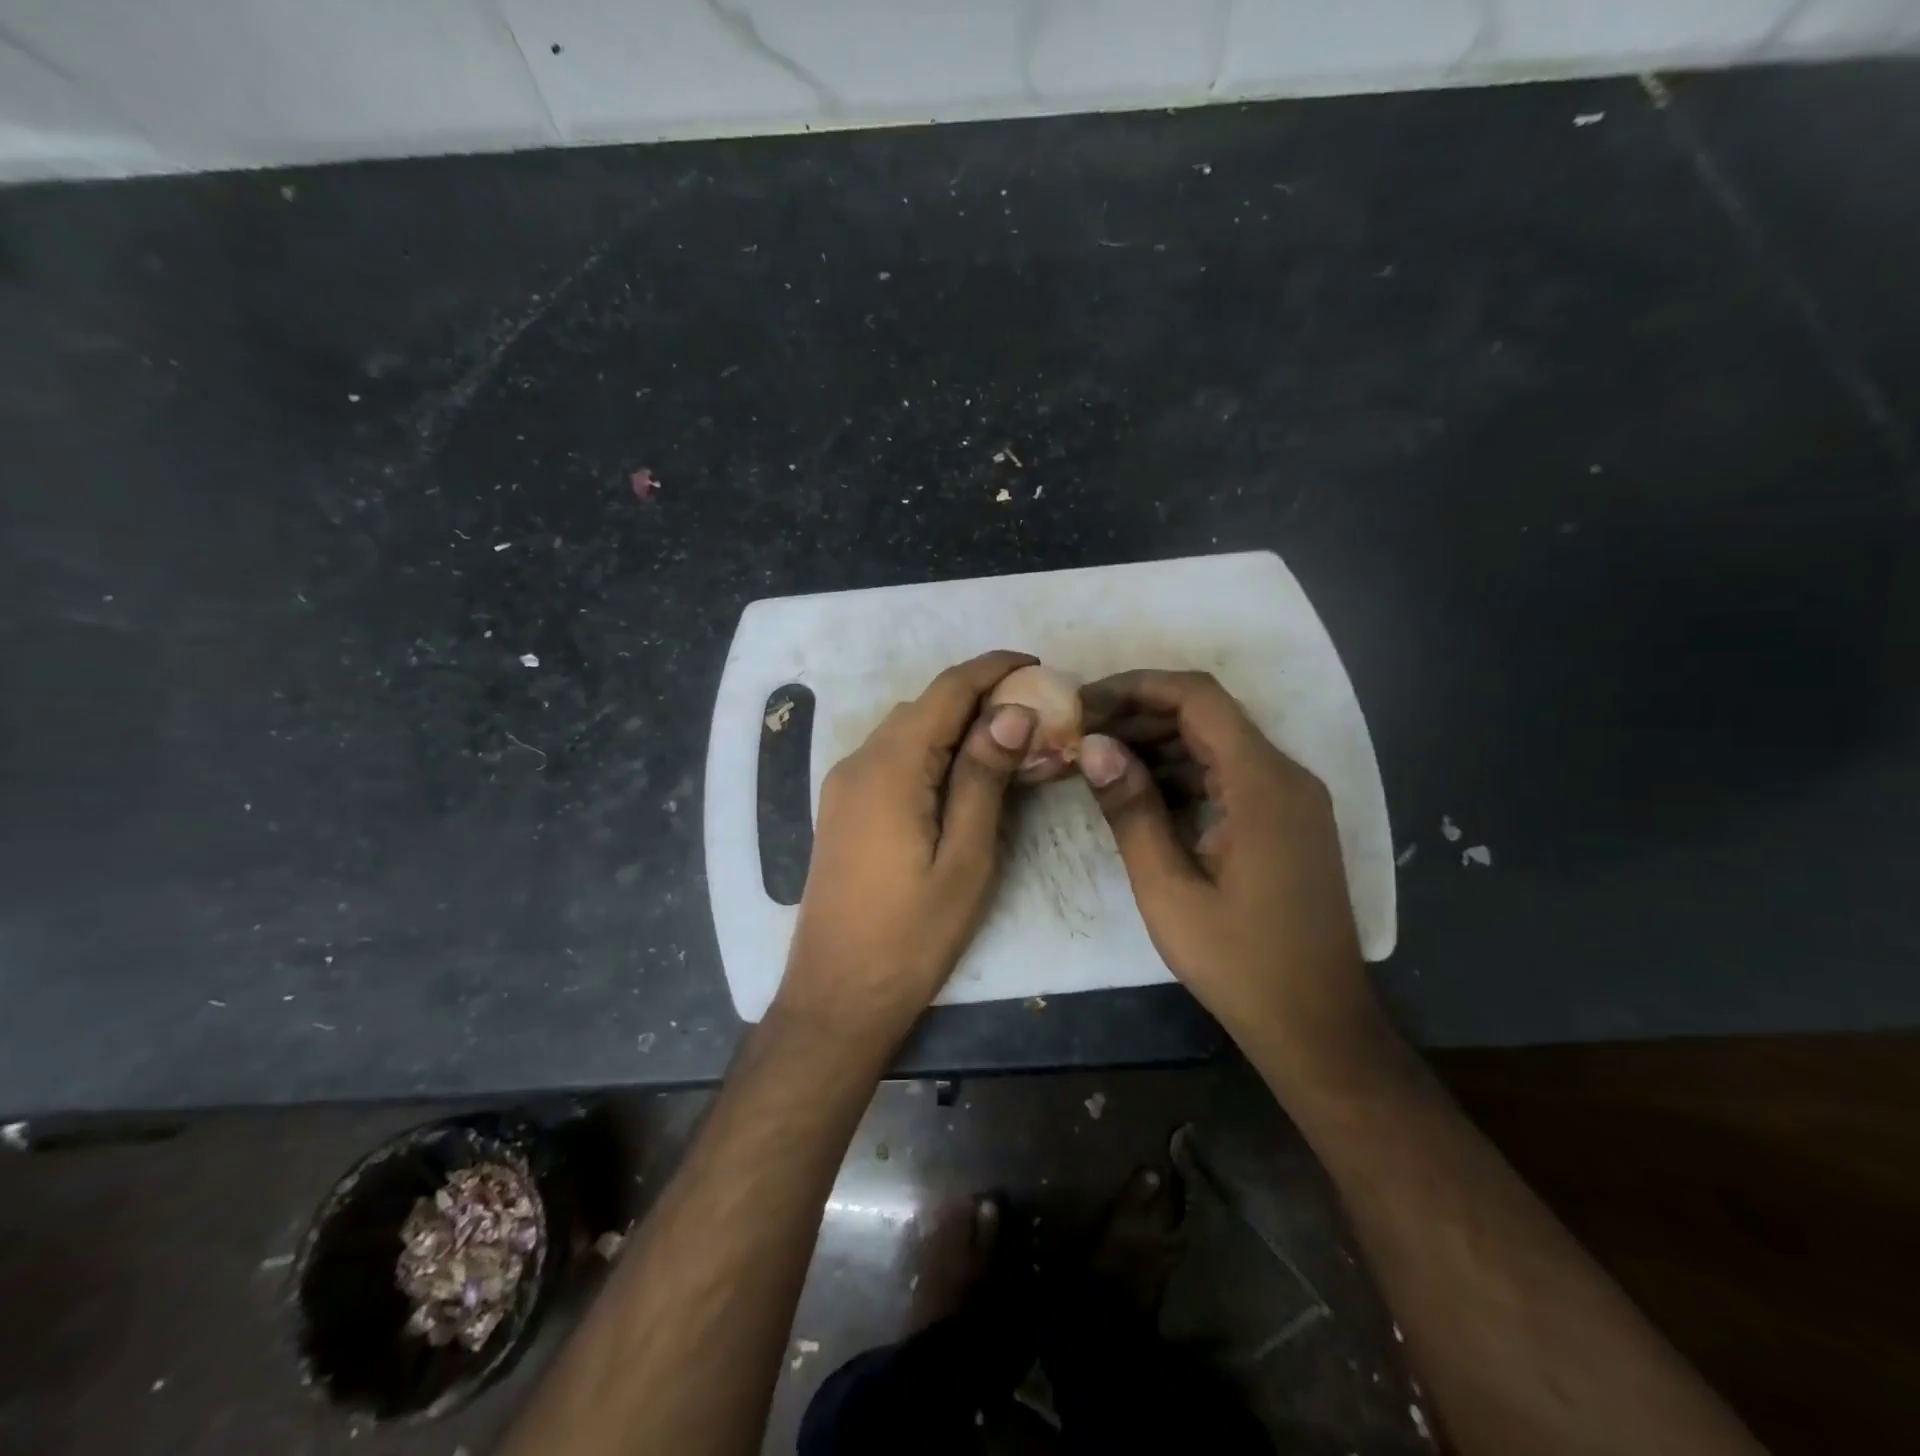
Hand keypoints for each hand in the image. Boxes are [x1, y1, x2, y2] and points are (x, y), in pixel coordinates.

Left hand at [774, 651, 1038, 1042]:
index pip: (947, 691)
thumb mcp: (966, 858)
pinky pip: (890, 758)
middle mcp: (859, 762)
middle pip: (924, 706)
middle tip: (1034, 714)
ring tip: (1005, 743)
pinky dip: (929, 750)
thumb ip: (985, 778)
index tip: (1037, 665)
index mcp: (890, 767)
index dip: (993, 669)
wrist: (838, 994)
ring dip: (953, 724)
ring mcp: (843, 785)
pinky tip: (959, 776)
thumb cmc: (913, 934)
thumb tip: (1013, 711)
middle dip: (978, 697)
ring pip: (905, 730)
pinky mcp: (842, 808)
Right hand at [1077, 669, 1377, 1045]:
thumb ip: (1131, 810)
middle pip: (1207, 716)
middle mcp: (1285, 776)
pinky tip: (1140, 794)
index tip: (1083, 703)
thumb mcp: (1168, 889)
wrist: (1316, 1024)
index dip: (1136, 687)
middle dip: (1139, 715)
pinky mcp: (1285, 821)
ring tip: (1098, 761)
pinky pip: (1228, 776)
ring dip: (1158, 745)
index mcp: (1262, 785)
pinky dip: (1182, 774)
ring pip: (1216, 744)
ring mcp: (1290, 799)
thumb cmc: (1239, 962)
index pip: (1198, 698)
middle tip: (1080, 734)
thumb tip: (1092, 745)